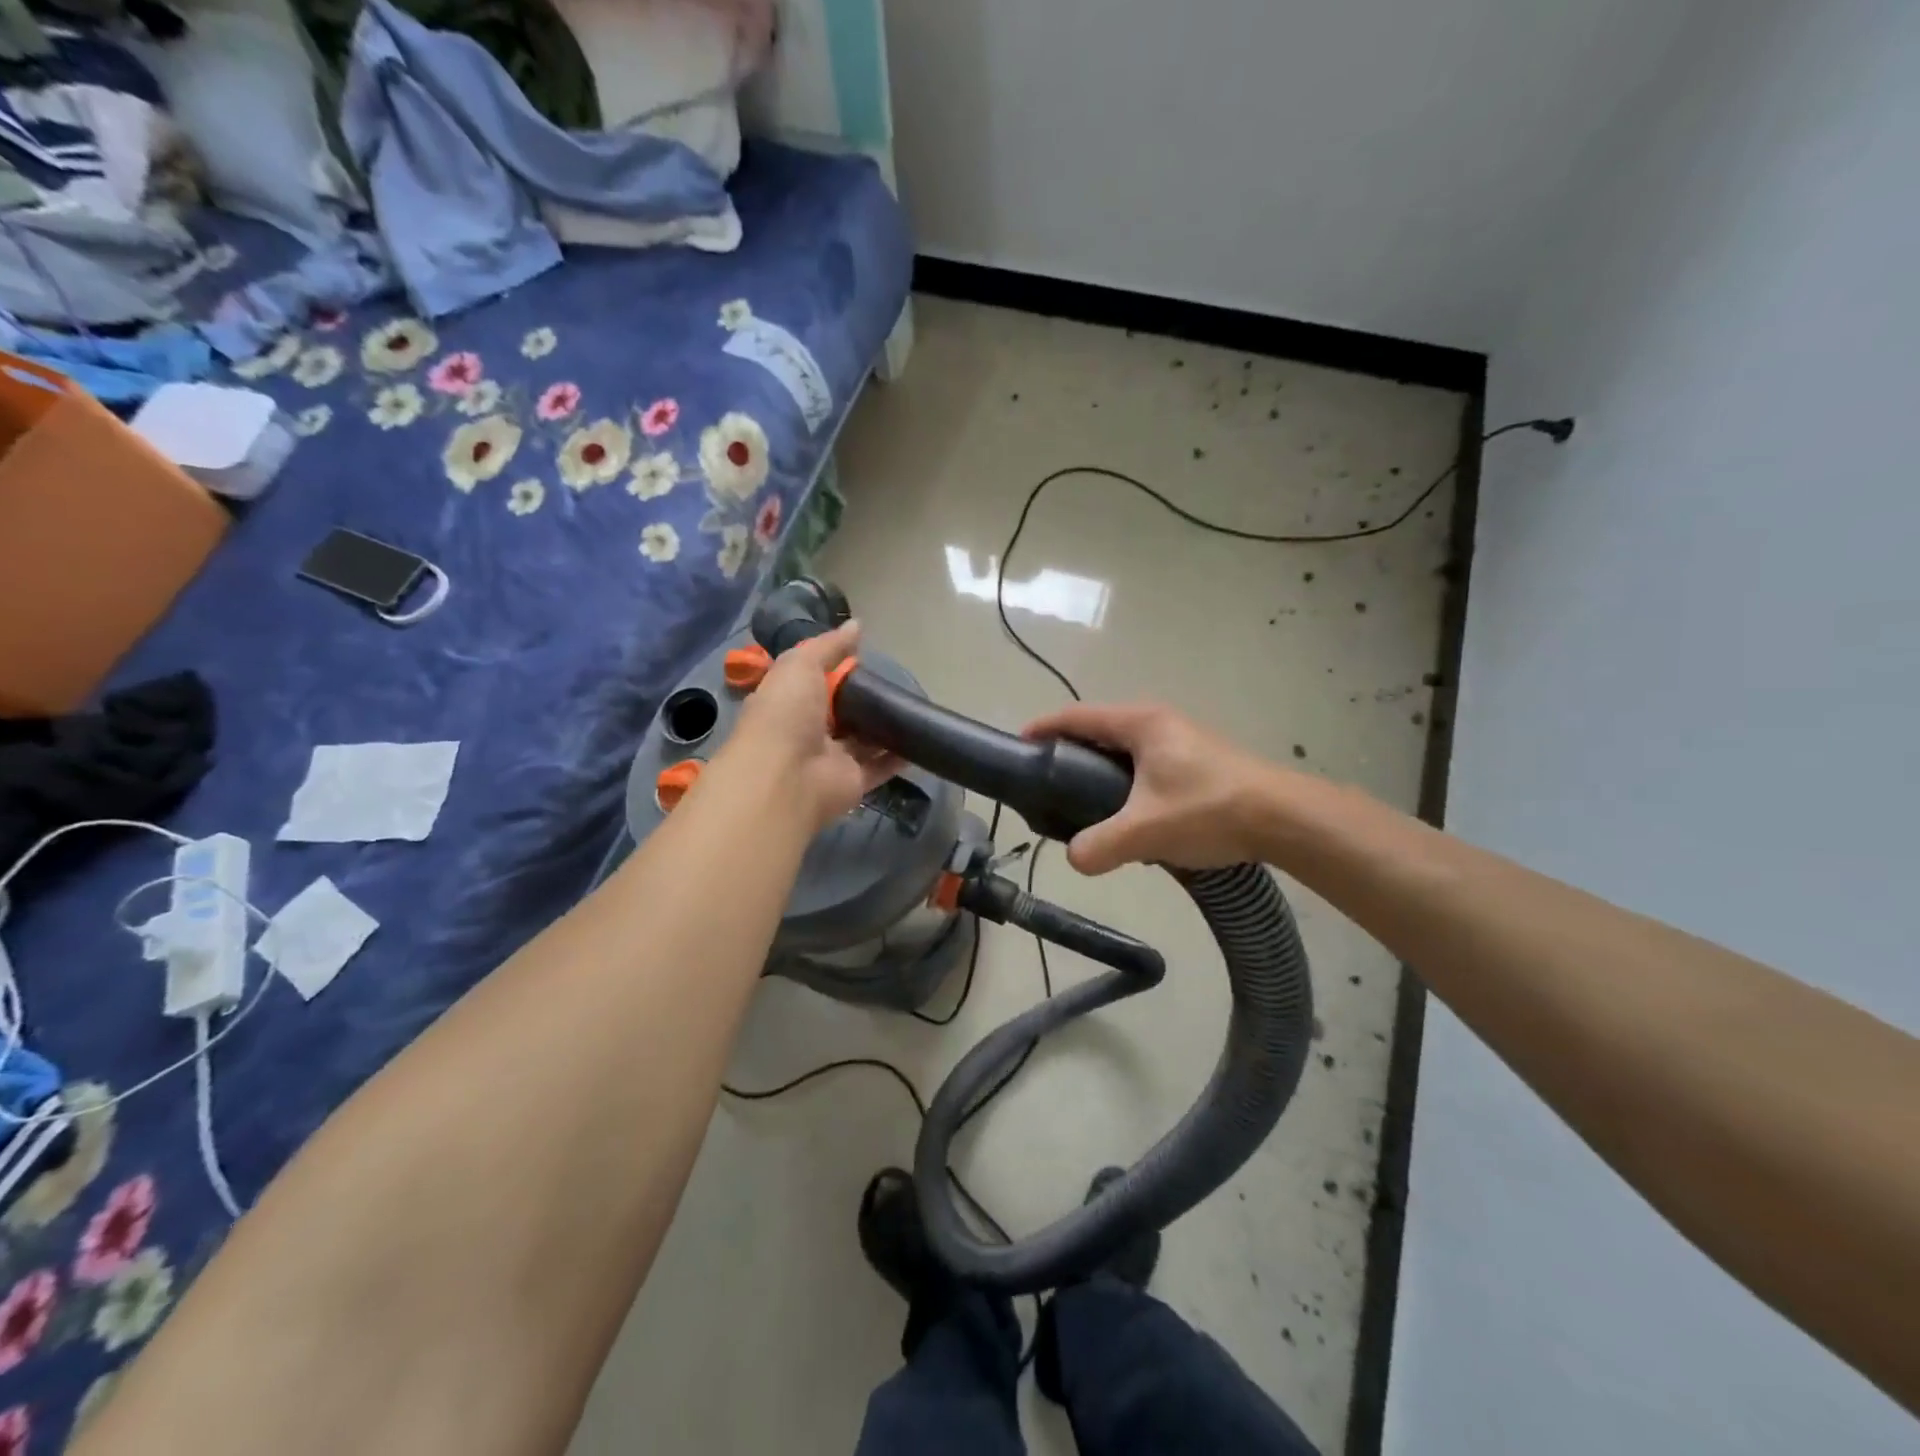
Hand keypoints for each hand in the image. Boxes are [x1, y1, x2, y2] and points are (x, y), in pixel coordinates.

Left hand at [733, 621, 901, 829]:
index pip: (811, 682)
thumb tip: (857, 625)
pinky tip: (919, 740)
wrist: (787, 777)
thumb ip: (829, 646)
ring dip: (883, 728)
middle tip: (894, 682)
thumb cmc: (786, 714)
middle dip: (862, 699)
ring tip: (912, 707)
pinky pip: (880, 767)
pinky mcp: (853, 782)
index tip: (861, 657)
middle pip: (839, 713)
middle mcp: (806, 731)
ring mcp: (830, 759)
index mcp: (787, 702)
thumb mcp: (801, 666)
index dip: (833, 670)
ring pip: (861, 741)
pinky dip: (898, 756)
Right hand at [1023, 702, 1279, 873]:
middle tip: (1045, 784)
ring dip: (1099, 771)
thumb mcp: (1146, 831)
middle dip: (1069, 753)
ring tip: (1081, 805)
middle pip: (1099, 731)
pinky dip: (1124, 783)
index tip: (1019, 745)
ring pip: (1124, 751)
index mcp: (1141, 723)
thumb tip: (1074, 859)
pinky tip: (1127, 817)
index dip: (1044, 727)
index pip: (1077, 716)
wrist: (1285, 819)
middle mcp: (1158, 723)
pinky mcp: (1196, 763)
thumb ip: (1100, 846)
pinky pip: (1145, 766)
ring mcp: (1180, 741)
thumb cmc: (1210, 809)